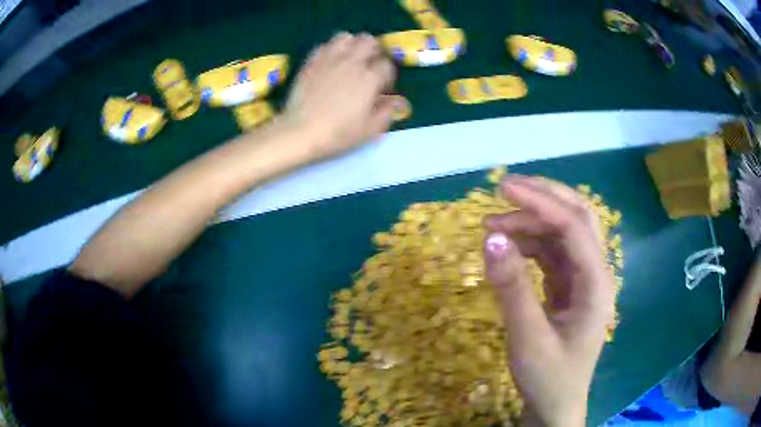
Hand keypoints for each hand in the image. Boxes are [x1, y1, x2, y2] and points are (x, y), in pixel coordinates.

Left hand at [283, 32, 406, 159]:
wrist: (300, 132)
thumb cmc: (338, 134)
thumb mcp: (370, 129)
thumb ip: (388, 112)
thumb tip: (399, 101)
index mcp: (370, 78)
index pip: (387, 64)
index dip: (387, 76)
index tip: (381, 88)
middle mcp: (352, 62)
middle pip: (369, 41)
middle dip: (373, 52)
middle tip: (368, 68)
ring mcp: (329, 59)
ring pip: (346, 37)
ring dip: (351, 45)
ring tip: (349, 60)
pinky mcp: (311, 62)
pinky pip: (324, 45)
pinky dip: (330, 50)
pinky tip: (330, 63)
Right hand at [482, 176, 614, 426]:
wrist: (554, 406)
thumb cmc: (548, 378)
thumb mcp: (527, 338)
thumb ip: (511, 287)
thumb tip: (490, 237)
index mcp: (596, 284)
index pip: (573, 226)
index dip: (540, 202)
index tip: (502, 188)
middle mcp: (595, 273)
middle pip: (578, 217)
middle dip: (544, 197)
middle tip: (504, 190)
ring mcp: (582, 279)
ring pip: (563, 233)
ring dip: (531, 222)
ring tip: (493, 226)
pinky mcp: (568, 287)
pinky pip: (552, 253)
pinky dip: (529, 243)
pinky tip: (507, 248)